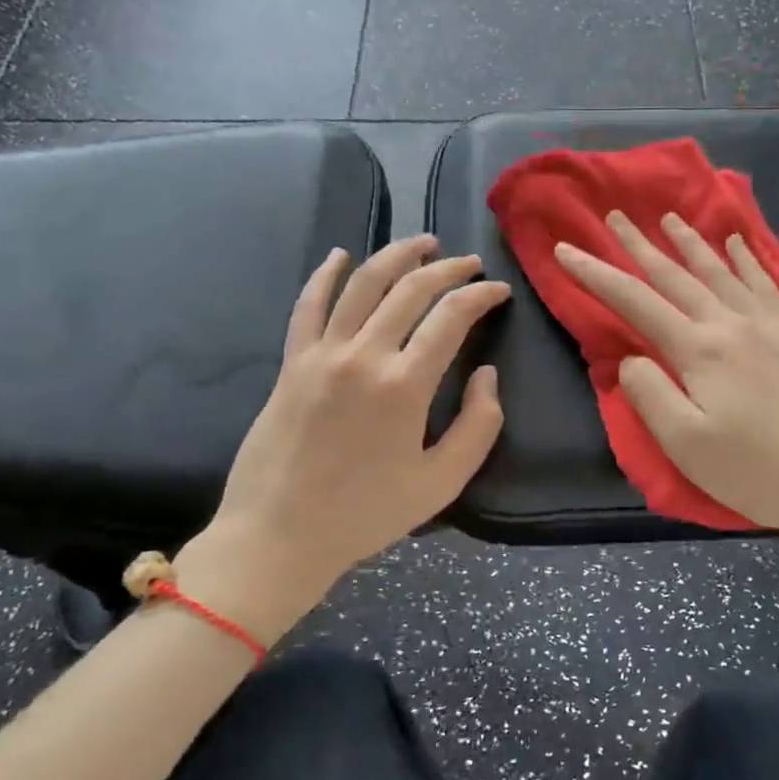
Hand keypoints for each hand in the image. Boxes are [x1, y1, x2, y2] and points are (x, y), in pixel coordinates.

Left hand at [174, 236, 508, 643]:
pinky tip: (339, 255)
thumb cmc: (366, 515)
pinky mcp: (292, 363)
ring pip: (361, 284)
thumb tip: (487, 374)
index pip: (451, 317)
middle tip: (470, 264)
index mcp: (404, 386)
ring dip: (395, 256)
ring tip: (422, 244)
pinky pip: (308, 305)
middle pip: (410, 289)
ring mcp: (321, 355)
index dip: (481, 296)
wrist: (279, 535)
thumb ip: (479, 426)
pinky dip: (325, 275)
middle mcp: (362, 356)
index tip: (499, 291)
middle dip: (447, 269)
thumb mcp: (441, 483)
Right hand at [555, 212, 778, 544]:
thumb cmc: (759, 471)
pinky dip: (746, 258)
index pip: (635, 301)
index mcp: (699, 350)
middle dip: (639, 244)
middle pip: (676, 275)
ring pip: (721, 270)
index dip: (596, 273)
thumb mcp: (687, 446)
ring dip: (690, 242)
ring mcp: (772, 322)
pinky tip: (738, 243)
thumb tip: (631, 357)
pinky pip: (766, 281)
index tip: (566, 249)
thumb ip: (650, 395)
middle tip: (614, 215)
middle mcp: (732, 323)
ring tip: (668, 217)